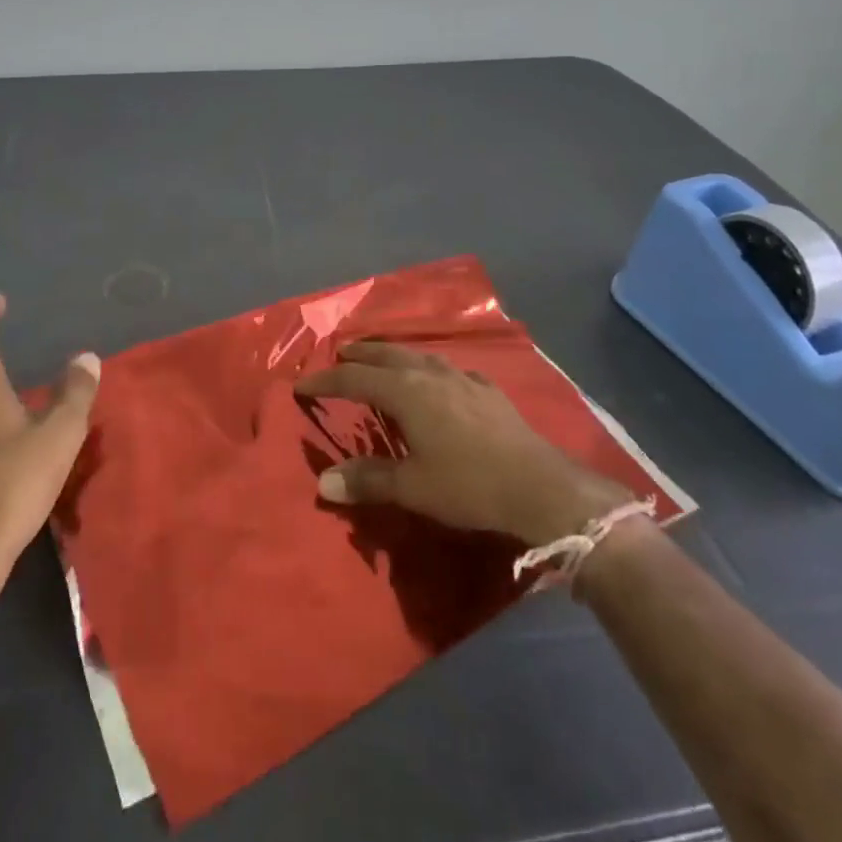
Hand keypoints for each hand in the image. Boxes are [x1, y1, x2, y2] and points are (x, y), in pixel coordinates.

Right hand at [295, 341, 632, 545]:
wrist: (539, 487)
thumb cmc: (468, 485)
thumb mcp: (412, 487)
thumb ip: (367, 480)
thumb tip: (323, 482)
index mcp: (406, 391)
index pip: (354, 378)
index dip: (326, 380)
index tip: (302, 384)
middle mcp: (431, 375)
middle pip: (386, 355)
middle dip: (360, 354)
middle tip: (340, 354)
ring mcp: (463, 379)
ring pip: (419, 356)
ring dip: (394, 355)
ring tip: (382, 359)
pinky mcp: (489, 391)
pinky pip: (448, 369)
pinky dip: (429, 369)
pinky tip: (439, 380)